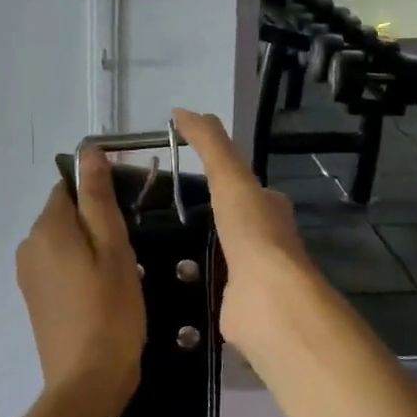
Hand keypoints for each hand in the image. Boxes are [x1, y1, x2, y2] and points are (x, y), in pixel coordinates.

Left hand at [15, 145, 146, 413]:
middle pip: (64, 215)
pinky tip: (101, 294)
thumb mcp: (114, 249)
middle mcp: (28, 245)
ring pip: (62, 243)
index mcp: (47, 227)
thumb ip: (99, 199)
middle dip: (95, 224)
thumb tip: (88, 152)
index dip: (99, 194)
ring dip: (89, 248)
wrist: (86, 382)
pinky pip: (57, 268)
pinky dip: (78, 270)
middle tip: (130, 251)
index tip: (129, 217)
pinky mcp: (34, 299)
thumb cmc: (110, 311)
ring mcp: (27, 275)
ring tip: (120, 275)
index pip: (68, 188)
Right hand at [171, 108, 319, 357]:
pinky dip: (186, 286)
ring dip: (189, 254)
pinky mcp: (232, 306)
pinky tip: (160, 283)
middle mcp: (263, 241)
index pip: (242, 186)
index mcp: (269, 208)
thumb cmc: (253, 233)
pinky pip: (204, 290)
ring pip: (215, 257)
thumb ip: (210, 144)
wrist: (268, 300)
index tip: (178, 177)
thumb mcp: (230, 177)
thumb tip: (182, 110)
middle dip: (199, 219)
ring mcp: (249, 276)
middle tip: (153, 214)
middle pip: (228, 223)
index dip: (218, 177)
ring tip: (147, 248)